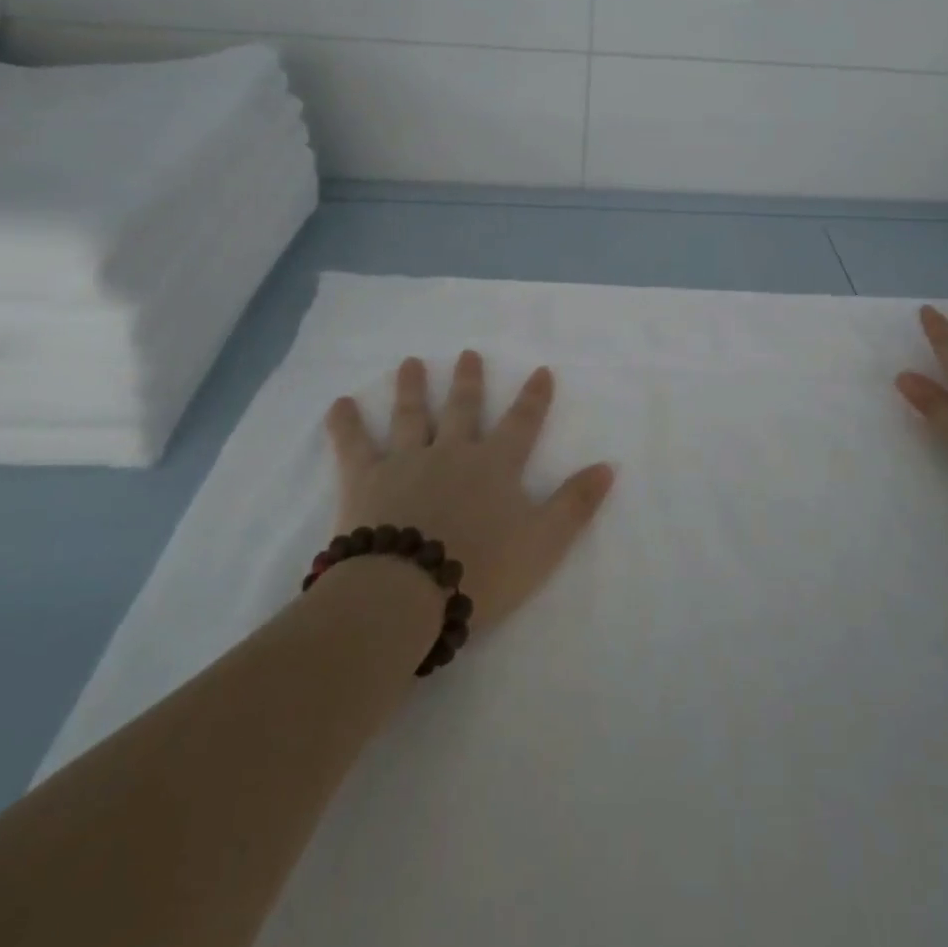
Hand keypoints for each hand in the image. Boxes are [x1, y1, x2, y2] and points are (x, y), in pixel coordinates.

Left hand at [324, 352, 615, 632]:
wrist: (406, 593)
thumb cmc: (481, 571)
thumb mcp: (544, 543)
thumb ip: (576, 504)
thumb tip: (608, 466)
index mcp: (495, 466)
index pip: (521, 423)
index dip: (534, 397)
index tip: (541, 370)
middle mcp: (452, 452)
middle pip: (463, 408)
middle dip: (469, 380)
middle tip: (468, 353)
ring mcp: (406, 461)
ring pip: (411, 415)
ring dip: (412, 387)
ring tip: (411, 362)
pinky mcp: (365, 480)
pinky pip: (353, 445)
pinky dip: (346, 423)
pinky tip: (339, 403)